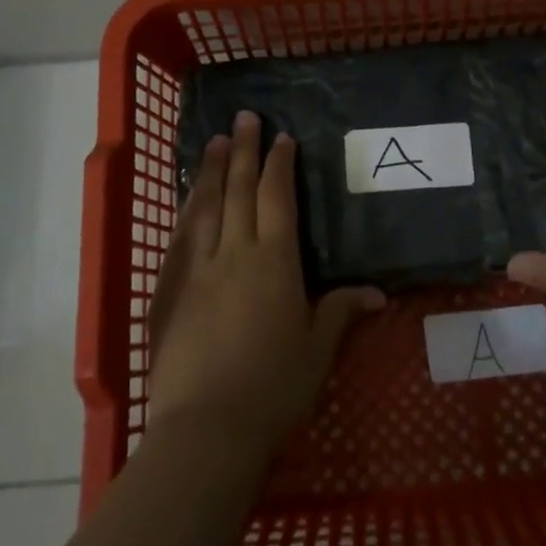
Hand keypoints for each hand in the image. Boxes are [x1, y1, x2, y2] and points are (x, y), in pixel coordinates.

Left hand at [146, 111, 385, 462]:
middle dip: (242, 150)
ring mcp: (196, 269)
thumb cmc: (272, 388)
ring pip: (203, 205)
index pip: (276, 199)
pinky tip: (187, 198)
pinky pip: (179, 237)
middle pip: (237, 189)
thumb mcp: (317, 350)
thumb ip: (341, 312)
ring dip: (210, 169)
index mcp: (274, 262)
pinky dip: (185, 209)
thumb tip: (377, 292)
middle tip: (244, 117)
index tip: (281, 138)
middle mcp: (234, 253)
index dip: (279, 165)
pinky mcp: (168, 290)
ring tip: (214, 140)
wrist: (206, 428)